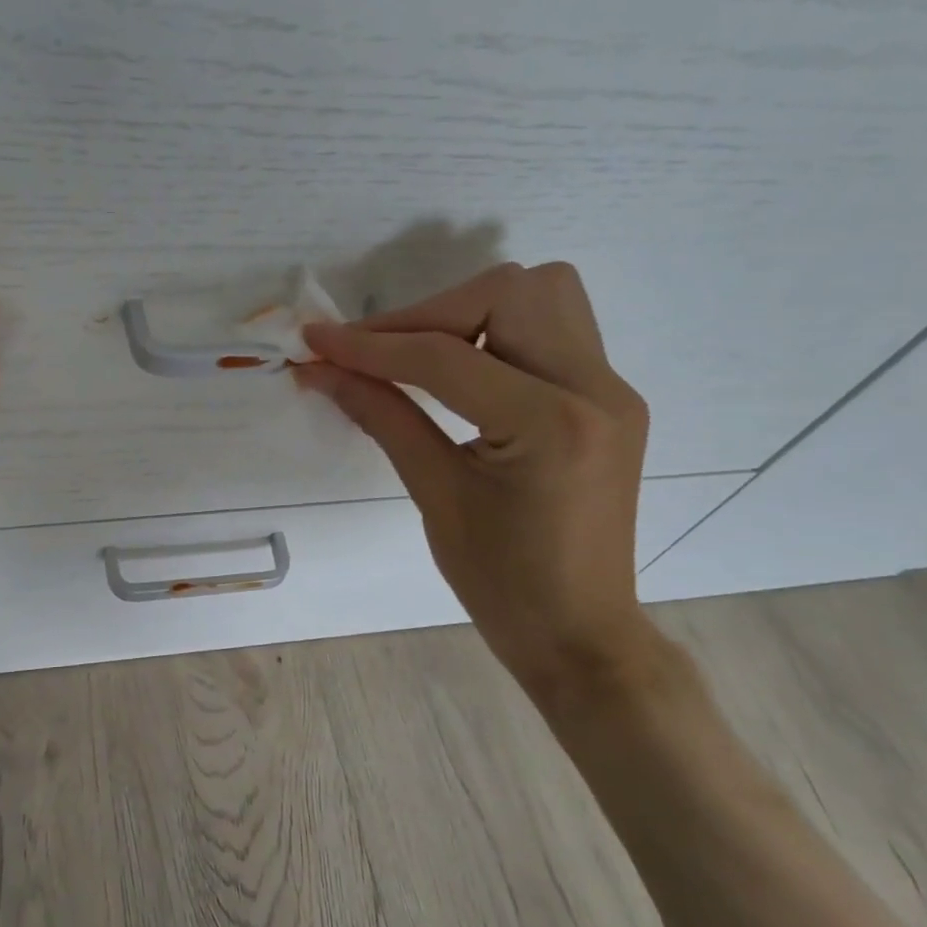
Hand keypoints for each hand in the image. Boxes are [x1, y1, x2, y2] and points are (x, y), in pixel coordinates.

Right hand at [300, 263, 666, 717]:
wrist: (581, 634)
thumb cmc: (502, 584)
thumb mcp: (434, 494)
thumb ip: (380, 415)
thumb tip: (319, 369)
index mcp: (552, 425)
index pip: (445, 357)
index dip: (370, 345)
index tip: (314, 340)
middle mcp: (596, 389)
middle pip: (508, 292)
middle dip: (428, 313)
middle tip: (376, 353)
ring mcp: (612, 388)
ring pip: (541, 293)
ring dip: (468, 309)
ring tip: (419, 354)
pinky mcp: (609, 396)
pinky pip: (553, 326)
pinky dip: (497, 329)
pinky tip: (462, 369)